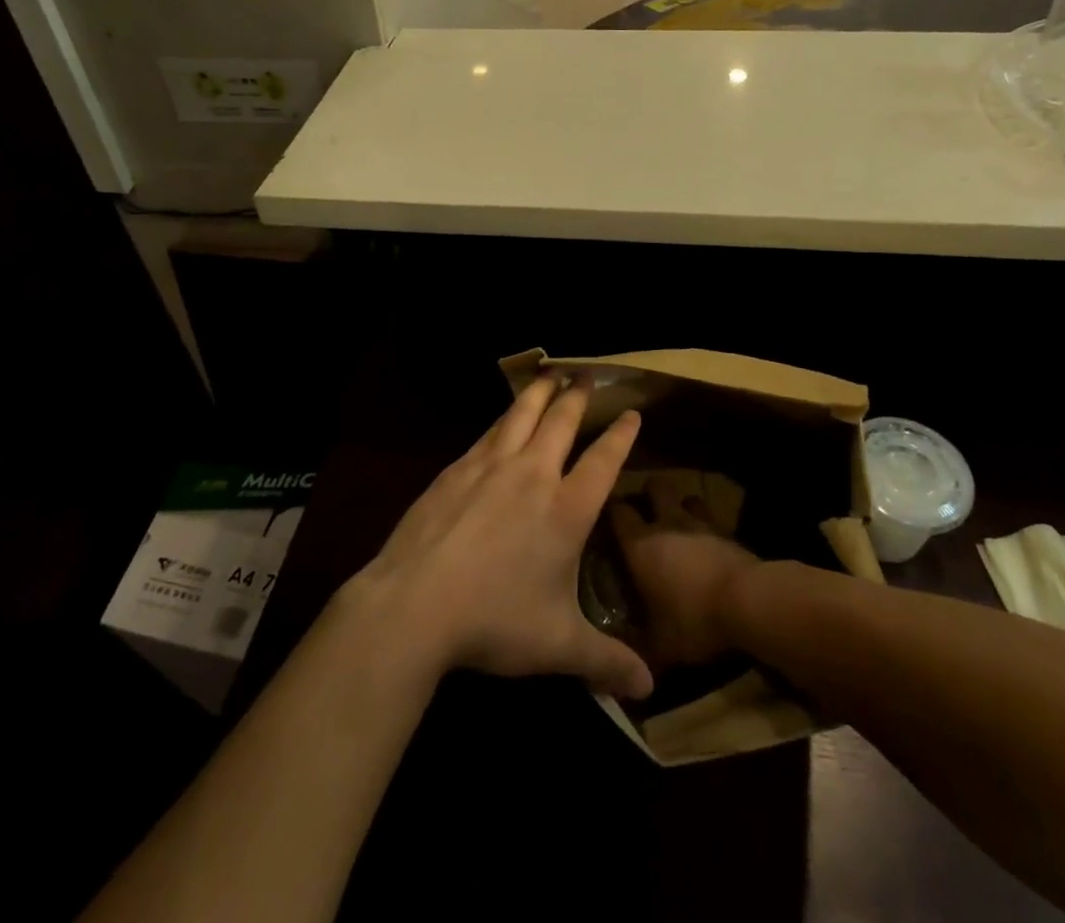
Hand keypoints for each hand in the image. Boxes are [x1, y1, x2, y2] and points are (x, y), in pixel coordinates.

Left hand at [349, 376, 653, 698]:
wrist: (416, 602)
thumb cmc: (495, 620)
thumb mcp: (558, 646)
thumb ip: (605, 662)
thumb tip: (648, 690)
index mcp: (566, 509)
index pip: (603, 460)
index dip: (621, 434)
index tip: (632, 412)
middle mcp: (533, 475)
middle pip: (561, 422)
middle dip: (578, 396)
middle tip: (587, 374)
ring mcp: (491, 466)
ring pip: (521, 415)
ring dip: (539, 392)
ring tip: (549, 374)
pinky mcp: (456, 468)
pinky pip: (488, 432)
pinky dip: (503, 417)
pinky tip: (501, 417)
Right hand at [610, 474, 758, 668]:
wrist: (750, 602)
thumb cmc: (695, 620)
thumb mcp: (660, 646)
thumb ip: (636, 651)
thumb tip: (617, 666)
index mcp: (640, 545)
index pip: (617, 511)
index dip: (611, 512)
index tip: (607, 522)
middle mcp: (666, 522)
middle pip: (654, 487)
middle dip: (649, 495)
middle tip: (645, 516)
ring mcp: (700, 522)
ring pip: (686, 498)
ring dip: (682, 508)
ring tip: (679, 527)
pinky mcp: (728, 529)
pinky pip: (713, 517)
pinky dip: (708, 525)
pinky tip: (708, 543)